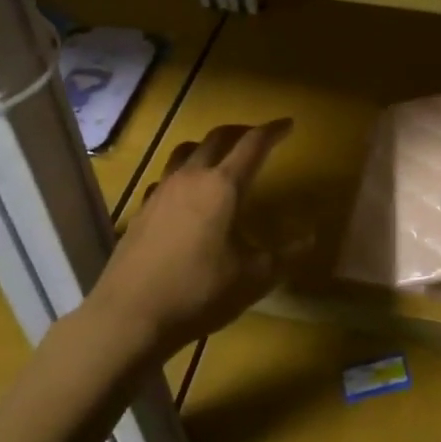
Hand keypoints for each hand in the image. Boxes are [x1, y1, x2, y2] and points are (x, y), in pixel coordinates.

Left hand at [90, 119, 295, 356]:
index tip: (288, 124)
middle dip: (240, 132)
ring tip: (220, 156)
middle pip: (217, 138)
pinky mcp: (142, 210)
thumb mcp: (253, 278)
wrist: (129, 317)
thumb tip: (311, 237)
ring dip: (208, 146)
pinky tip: (185, 194)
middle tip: (257, 137)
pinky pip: (166, 177)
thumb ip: (285, 255)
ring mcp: (161, 192)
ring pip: (186, 151)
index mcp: (223, 186)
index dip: (273, 131)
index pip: (253, 145)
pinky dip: (183, 173)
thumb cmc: (199, 293)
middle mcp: (191, 178)